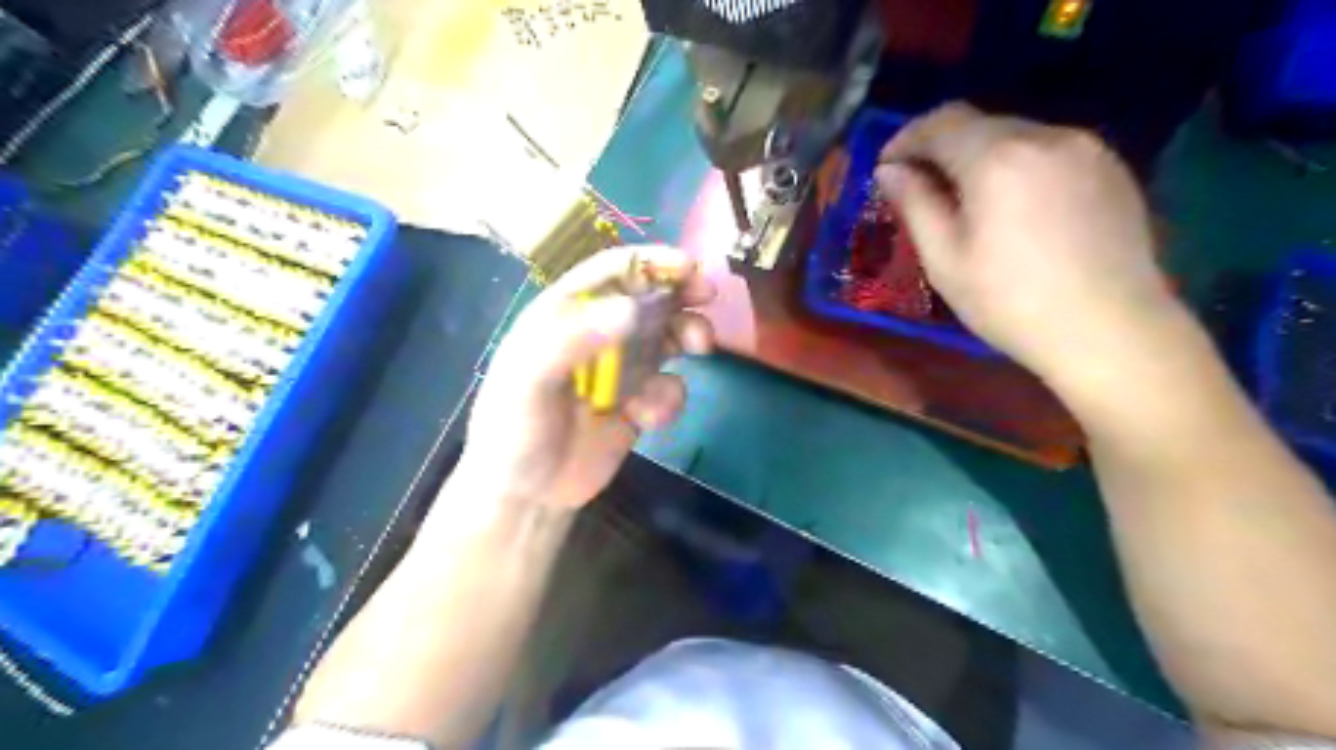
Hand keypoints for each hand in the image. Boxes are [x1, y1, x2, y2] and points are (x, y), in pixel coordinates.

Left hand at [457, 246, 707, 510]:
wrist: (529, 495)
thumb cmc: (515, 429)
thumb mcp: (529, 380)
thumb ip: (573, 340)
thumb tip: (630, 309)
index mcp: (565, 314)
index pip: (610, 271)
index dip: (649, 262)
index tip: (688, 267)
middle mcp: (597, 333)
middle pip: (648, 297)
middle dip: (681, 293)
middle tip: (708, 297)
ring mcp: (621, 368)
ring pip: (667, 337)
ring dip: (688, 336)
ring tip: (700, 348)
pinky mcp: (638, 402)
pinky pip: (668, 386)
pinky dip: (669, 397)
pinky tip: (648, 418)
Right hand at [880, 106, 1190, 397]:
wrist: (1110, 330)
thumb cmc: (1010, 302)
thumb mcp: (944, 260)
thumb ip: (915, 204)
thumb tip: (890, 171)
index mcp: (997, 158)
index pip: (941, 122)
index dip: (906, 139)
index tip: (887, 168)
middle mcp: (1045, 136)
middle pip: (979, 123)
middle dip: (942, 148)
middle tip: (921, 188)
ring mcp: (1086, 148)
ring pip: (1016, 135)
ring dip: (980, 156)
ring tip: (966, 200)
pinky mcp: (1112, 167)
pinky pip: (1049, 151)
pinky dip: (1018, 166)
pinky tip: (1014, 207)